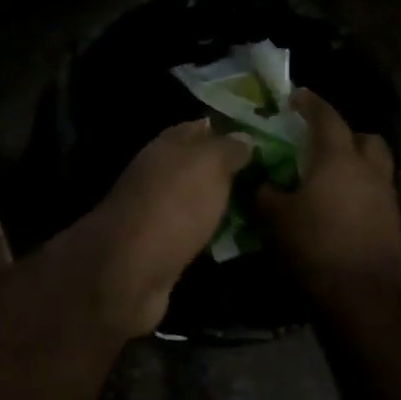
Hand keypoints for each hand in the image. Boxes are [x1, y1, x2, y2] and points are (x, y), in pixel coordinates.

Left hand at [80, 121, 252, 334]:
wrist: (130, 270)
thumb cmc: (172, 205)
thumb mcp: (207, 165)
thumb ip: (227, 148)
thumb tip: (244, 137)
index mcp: (166, 147)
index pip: (198, 128)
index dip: (227, 130)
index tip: (261, 137)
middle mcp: (158, 175)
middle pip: (198, 167)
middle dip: (229, 170)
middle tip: (270, 176)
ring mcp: (158, 214)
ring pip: (197, 201)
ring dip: (223, 203)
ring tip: (263, 206)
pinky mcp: (162, 249)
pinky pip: (195, 233)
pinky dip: (213, 234)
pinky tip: (239, 239)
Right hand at [254, 89, 400, 314]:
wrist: (361, 300)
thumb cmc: (314, 248)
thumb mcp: (274, 218)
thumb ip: (263, 192)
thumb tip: (258, 180)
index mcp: (338, 159)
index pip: (326, 117)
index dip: (310, 103)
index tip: (295, 96)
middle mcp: (369, 170)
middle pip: (364, 138)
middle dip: (344, 134)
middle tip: (318, 143)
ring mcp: (386, 198)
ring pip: (376, 165)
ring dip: (356, 163)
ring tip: (330, 177)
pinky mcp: (394, 224)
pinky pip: (377, 193)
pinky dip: (360, 191)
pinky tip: (340, 208)